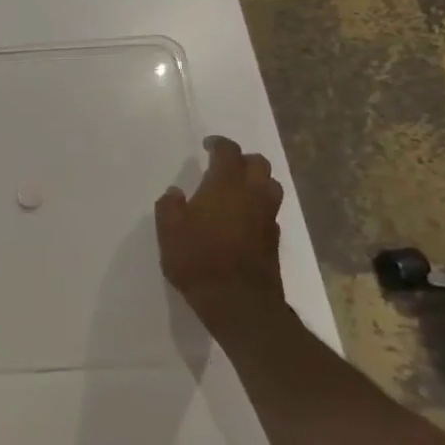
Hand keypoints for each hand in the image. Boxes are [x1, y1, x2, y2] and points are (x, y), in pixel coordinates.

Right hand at [156, 136, 285, 329]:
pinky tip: (242, 218)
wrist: (238, 301)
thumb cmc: (197, 258)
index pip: (228, 152)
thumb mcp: (169, 230)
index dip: (218, 144)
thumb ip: (170, 206)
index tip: (207, 145)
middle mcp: (252, 194)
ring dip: (257, 181)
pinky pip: (269, 211)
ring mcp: (267, 217)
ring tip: (237, 189)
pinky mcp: (274, 240)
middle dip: (243, 160)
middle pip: (259, 164)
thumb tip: (176, 193)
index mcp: (226, 185)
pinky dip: (258, 207)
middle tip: (224, 166)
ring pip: (271, 186)